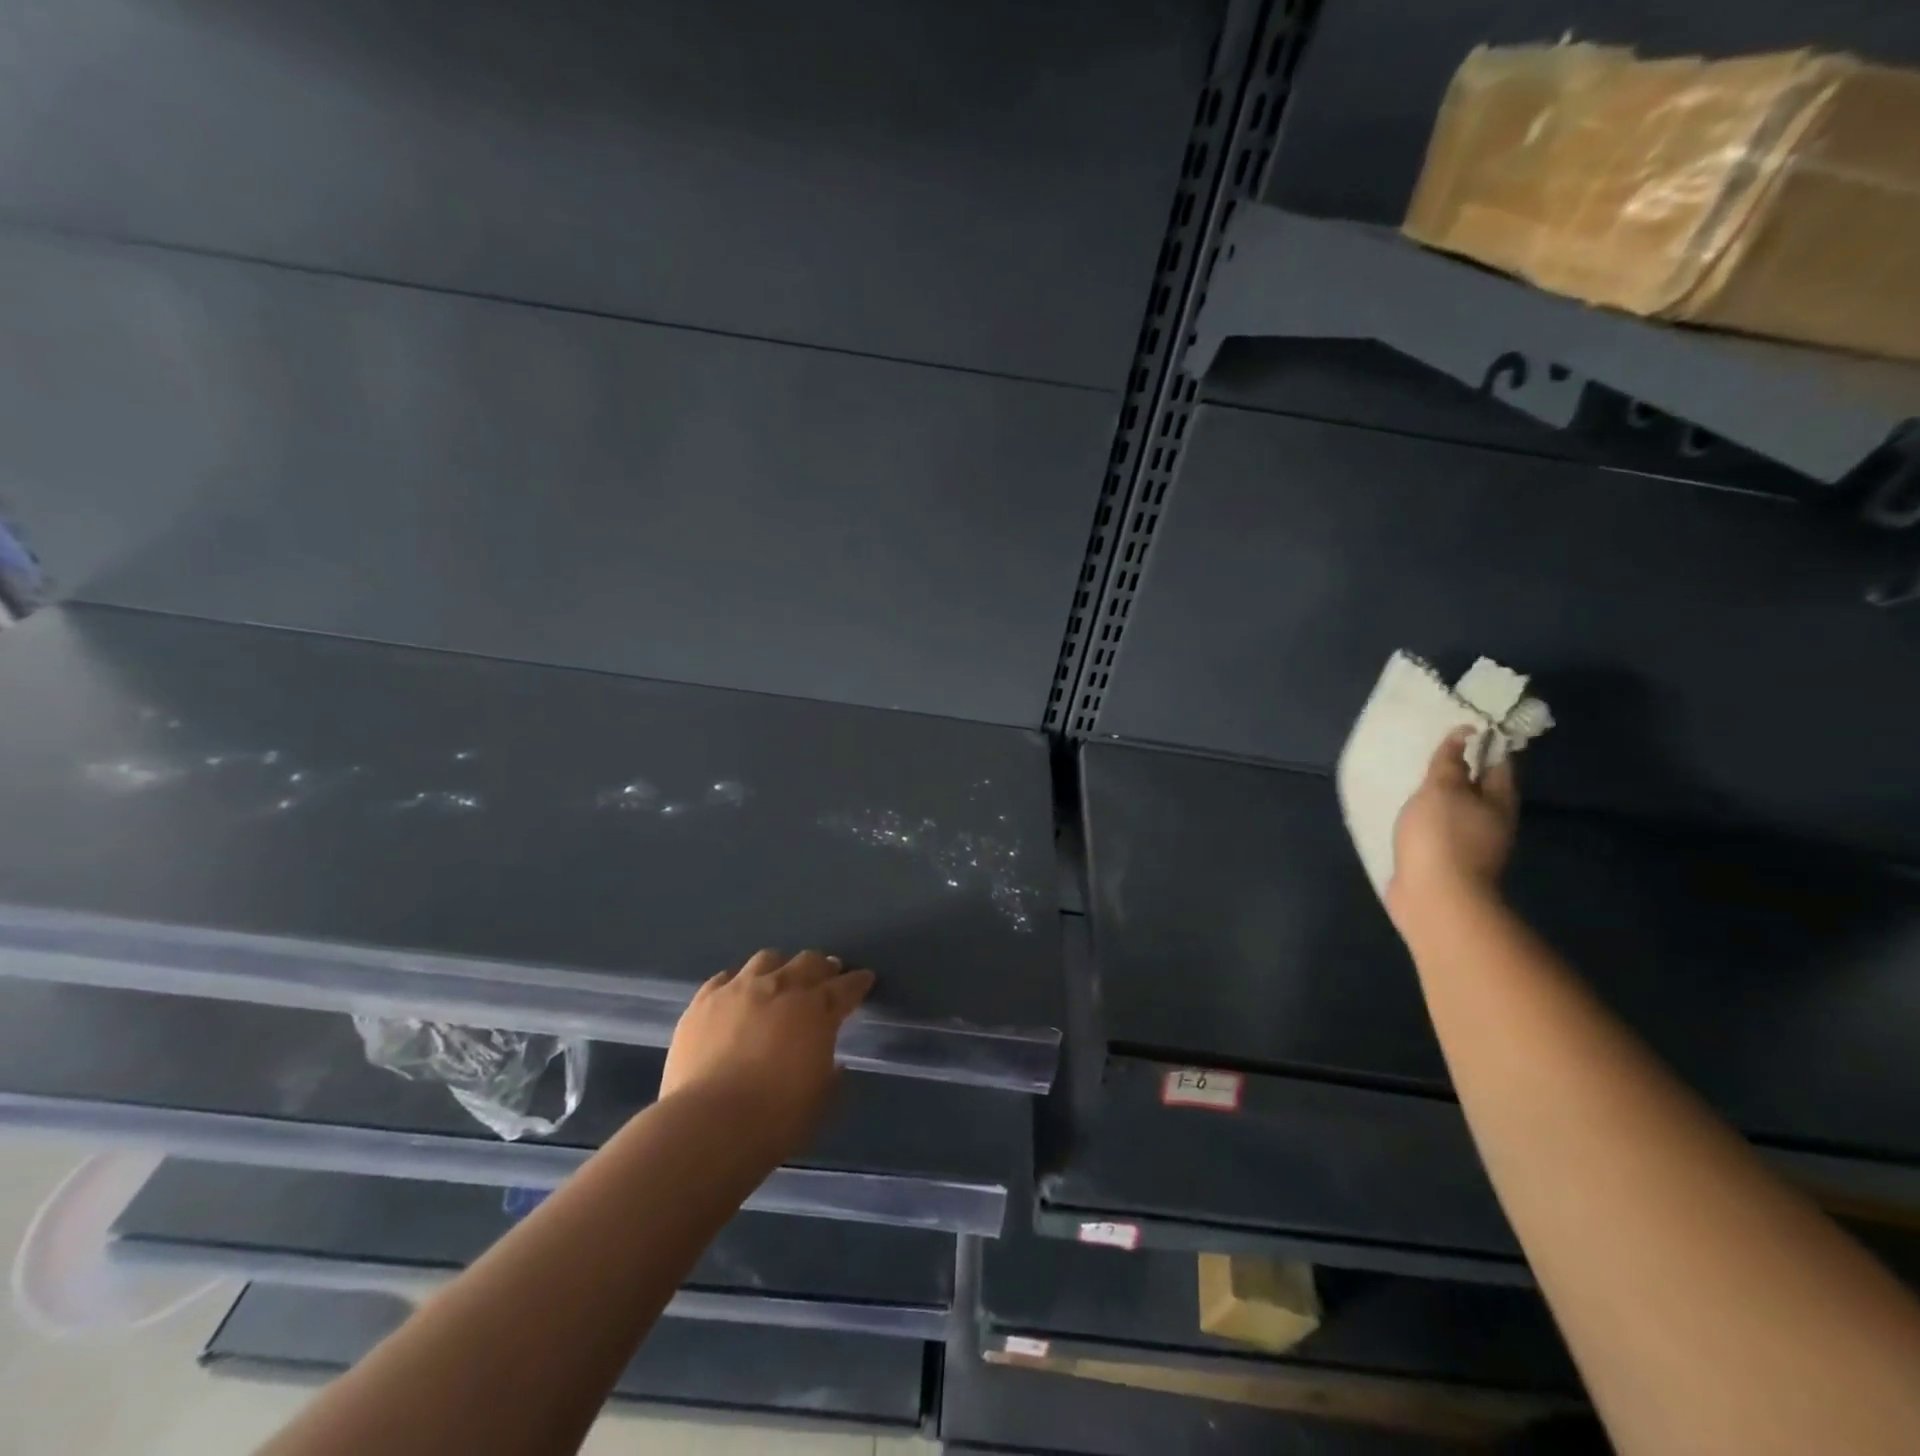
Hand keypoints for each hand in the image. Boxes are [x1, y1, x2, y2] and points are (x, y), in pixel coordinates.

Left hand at [658, 949, 873, 1160]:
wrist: (709, 1125)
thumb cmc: (775, 1120)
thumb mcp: (821, 1102)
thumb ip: (830, 1075)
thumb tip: (831, 1063)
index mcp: (817, 1011)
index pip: (847, 987)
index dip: (858, 982)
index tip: (865, 979)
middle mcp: (781, 988)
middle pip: (809, 962)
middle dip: (822, 967)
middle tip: (827, 976)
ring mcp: (740, 989)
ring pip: (767, 959)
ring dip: (780, 967)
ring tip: (779, 980)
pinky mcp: (704, 1001)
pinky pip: (725, 978)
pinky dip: (738, 983)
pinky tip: (737, 994)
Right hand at [1387, 728, 1519, 931]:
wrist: (1435, 897)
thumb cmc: (1441, 836)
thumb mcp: (1442, 789)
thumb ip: (1450, 761)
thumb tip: (1464, 733)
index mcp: (1499, 800)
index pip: (1499, 762)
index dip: (1484, 742)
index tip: (1463, 725)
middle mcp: (1493, 821)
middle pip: (1481, 788)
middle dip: (1462, 770)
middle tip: (1434, 751)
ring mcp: (1473, 844)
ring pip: (1459, 810)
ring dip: (1444, 797)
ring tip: (1417, 781)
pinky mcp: (1449, 861)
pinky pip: (1441, 830)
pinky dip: (1430, 818)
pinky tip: (1412, 815)